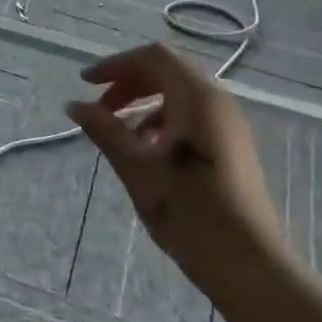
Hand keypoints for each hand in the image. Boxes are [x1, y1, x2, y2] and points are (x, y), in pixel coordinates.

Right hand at [66, 44, 286, 279]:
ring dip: (144, 101)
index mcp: (197, 99)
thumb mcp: (137, 169)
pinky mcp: (230, 145)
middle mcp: (217, 102)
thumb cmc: (190, 212)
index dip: (115, 64)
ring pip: (180, 93)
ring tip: (117, 131)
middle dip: (129, 82)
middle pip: (168, 70)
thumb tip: (73, 105)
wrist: (247, 263)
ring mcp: (228, 124)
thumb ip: (105, 131)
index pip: (153, 57)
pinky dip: (161, 118)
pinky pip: (191, 114)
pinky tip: (145, 149)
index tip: (85, 84)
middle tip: (99, 107)